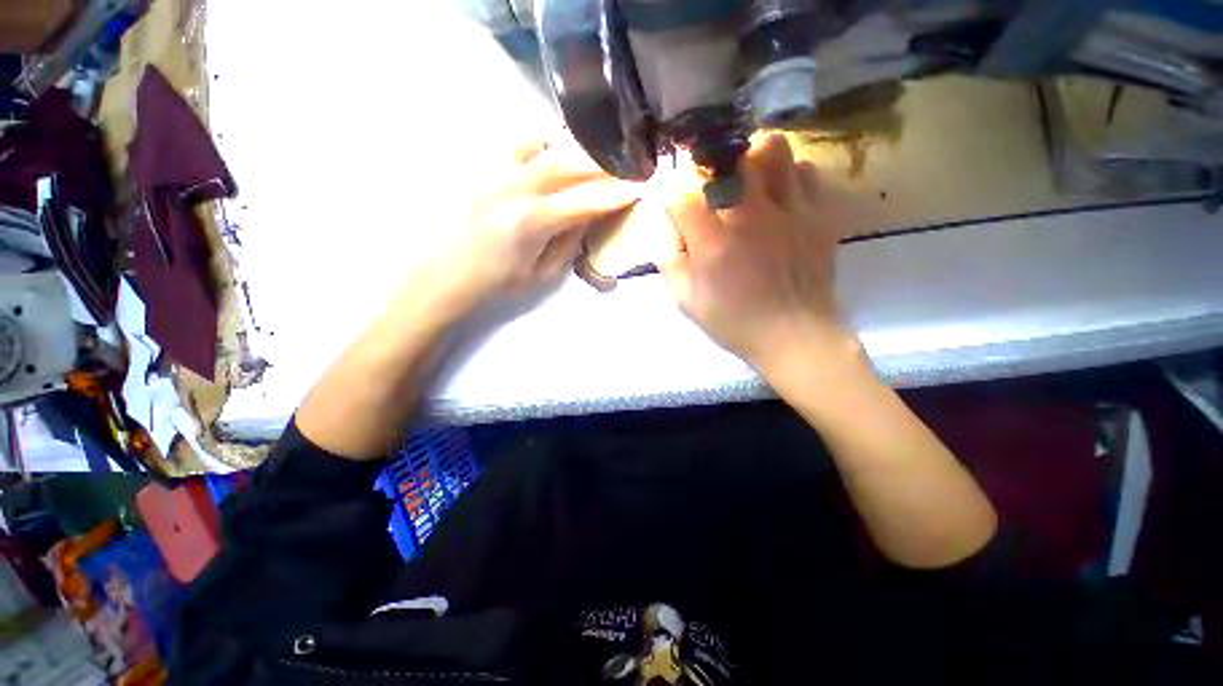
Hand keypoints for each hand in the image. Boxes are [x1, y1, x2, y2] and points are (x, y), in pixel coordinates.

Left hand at [434, 132, 641, 312]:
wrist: (448, 276)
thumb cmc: (499, 284)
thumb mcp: (543, 273)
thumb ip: (570, 240)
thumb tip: (590, 214)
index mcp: (534, 221)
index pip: (586, 201)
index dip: (615, 195)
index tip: (638, 188)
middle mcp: (517, 189)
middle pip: (570, 166)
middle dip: (603, 166)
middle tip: (626, 167)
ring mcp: (499, 176)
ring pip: (547, 150)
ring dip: (577, 152)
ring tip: (598, 156)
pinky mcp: (488, 173)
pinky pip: (520, 148)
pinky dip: (544, 145)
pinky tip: (555, 153)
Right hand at [661, 132, 854, 371]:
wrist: (794, 335)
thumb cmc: (734, 321)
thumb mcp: (687, 300)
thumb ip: (669, 258)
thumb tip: (665, 221)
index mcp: (713, 243)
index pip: (680, 193)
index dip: (667, 185)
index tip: (664, 188)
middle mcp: (751, 216)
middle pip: (727, 156)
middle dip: (707, 161)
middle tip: (705, 177)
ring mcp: (790, 211)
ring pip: (771, 149)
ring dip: (751, 156)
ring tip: (745, 174)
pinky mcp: (818, 214)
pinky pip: (804, 171)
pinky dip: (785, 175)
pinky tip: (777, 195)